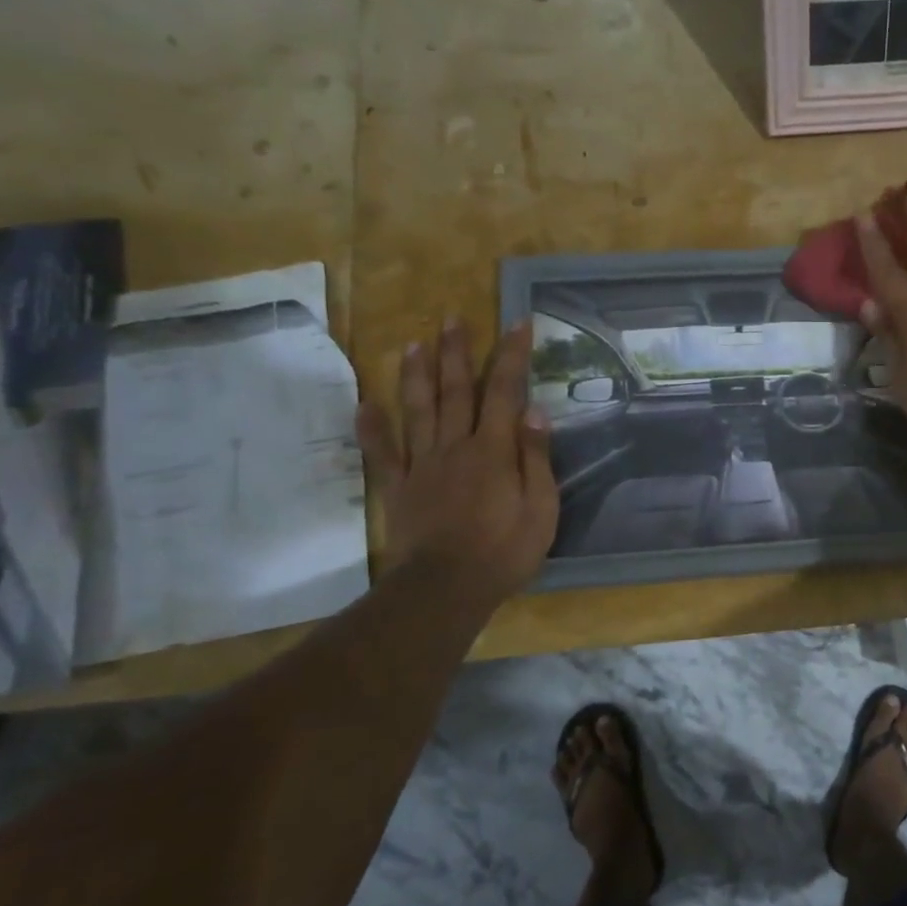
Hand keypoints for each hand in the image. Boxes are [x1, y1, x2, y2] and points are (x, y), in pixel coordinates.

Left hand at [356, 317, 558, 601]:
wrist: (446, 587)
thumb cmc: (505, 550)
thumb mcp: (540, 507)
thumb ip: (535, 456)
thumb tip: (533, 409)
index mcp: (493, 449)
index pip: (505, 391)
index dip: (512, 355)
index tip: (517, 322)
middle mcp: (455, 446)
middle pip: (455, 391)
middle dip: (456, 352)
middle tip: (451, 318)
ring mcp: (423, 465)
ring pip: (418, 410)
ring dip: (417, 375)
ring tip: (414, 343)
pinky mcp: (399, 487)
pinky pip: (382, 452)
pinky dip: (372, 426)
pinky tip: (365, 403)